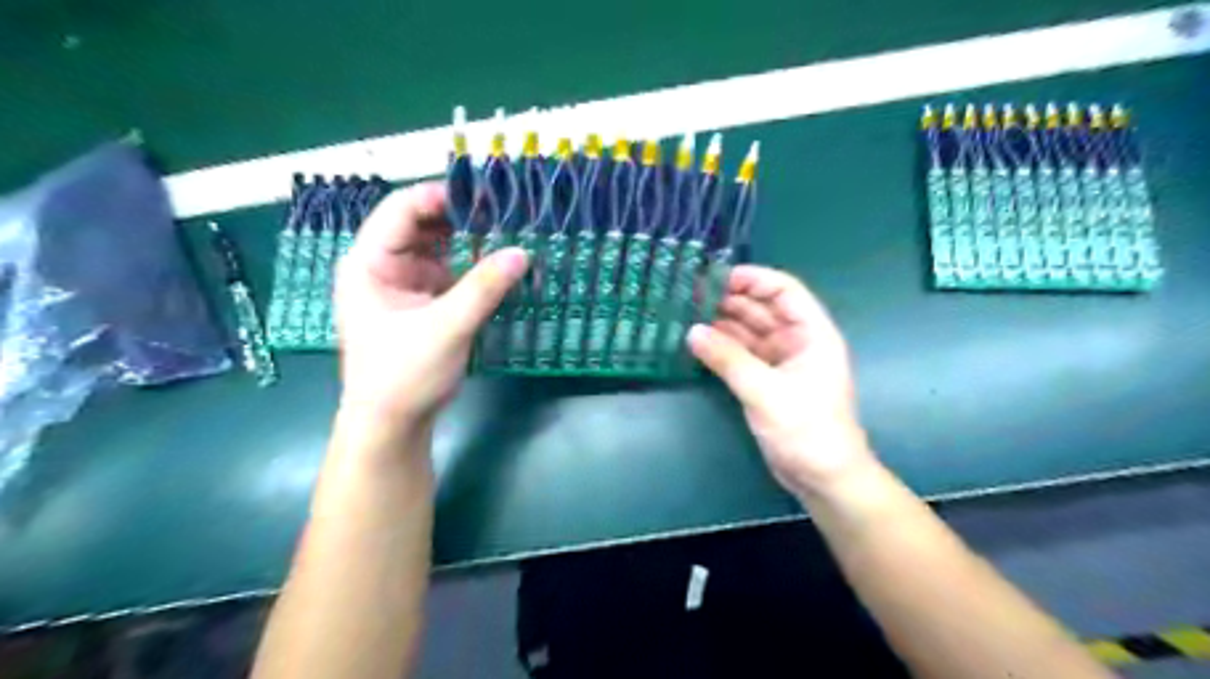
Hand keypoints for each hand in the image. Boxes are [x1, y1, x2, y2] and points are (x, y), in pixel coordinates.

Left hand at [337, 183, 529, 427]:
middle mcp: (383, 266)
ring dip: (469, 242)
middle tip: (505, 213)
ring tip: (508, 234)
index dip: (442, 196)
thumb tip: (523, 252)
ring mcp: (403, 285)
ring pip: (437, 249)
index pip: (402, 210)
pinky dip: (471, 268)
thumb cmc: (404, 374)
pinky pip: (448, 273)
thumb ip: (484, 287)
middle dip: (461, 218)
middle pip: (422, 226)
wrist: (392, 425)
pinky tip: (498, 265)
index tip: (486, 194)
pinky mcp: (421, 303)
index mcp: (369, 263)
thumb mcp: (447, 327)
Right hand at [689, 266, 879, 498]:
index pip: (784, 291)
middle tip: (692, 295)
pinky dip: (723, 348)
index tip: (717, 277)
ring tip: (688, 314)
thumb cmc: (807, 430)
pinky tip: (699, 342)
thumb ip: (728, 360)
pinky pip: (742, 355)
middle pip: (763, 309)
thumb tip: (692, 332)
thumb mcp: (766, 392)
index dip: (753, 279)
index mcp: (812, 334)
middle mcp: (797, 342)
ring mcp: (781, 362)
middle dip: (731, 299)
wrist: (823, 478)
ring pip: (750, 332)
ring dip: (723, 323)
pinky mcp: (767, 381)